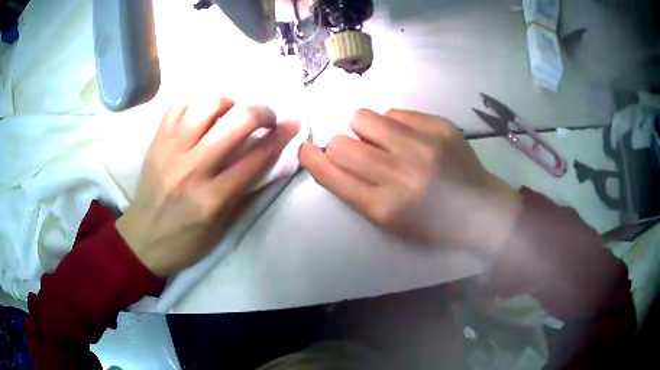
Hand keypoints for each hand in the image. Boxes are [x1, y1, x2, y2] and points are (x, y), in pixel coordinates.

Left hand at [116, 96, 298, 275]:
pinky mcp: (157, 140)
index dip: (281, 137)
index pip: (257, 157)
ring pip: (208, 104)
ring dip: (229, 103)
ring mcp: (171, 149)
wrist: (143, 239)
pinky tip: (204, 111)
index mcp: (212, 198)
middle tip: (266, 118)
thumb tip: (272, 159)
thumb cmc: (186, 241)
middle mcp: (192, 168)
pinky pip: (179, 102)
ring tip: (229, 114)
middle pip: (237, 122)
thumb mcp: (222, 228)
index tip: (294, 123)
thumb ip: (247, 193)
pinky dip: (197, 99)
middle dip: (262, 112)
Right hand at [299, 109, 520, 252]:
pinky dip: (394, 124)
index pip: (331, 173)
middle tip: (358, 153)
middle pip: (341, 143)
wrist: (480, 210)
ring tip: (382, 140)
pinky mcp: (439, 126)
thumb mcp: (388, 222)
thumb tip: (331, 155)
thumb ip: (356, 190)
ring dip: (364, 130)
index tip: (307, 149)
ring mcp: (422, 145)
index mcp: (384, 207)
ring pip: (363, 118)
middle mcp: (400, 174)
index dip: (312, 158)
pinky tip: (409, 137)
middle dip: (340, 147)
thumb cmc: (431, 223)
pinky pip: (394, 112)